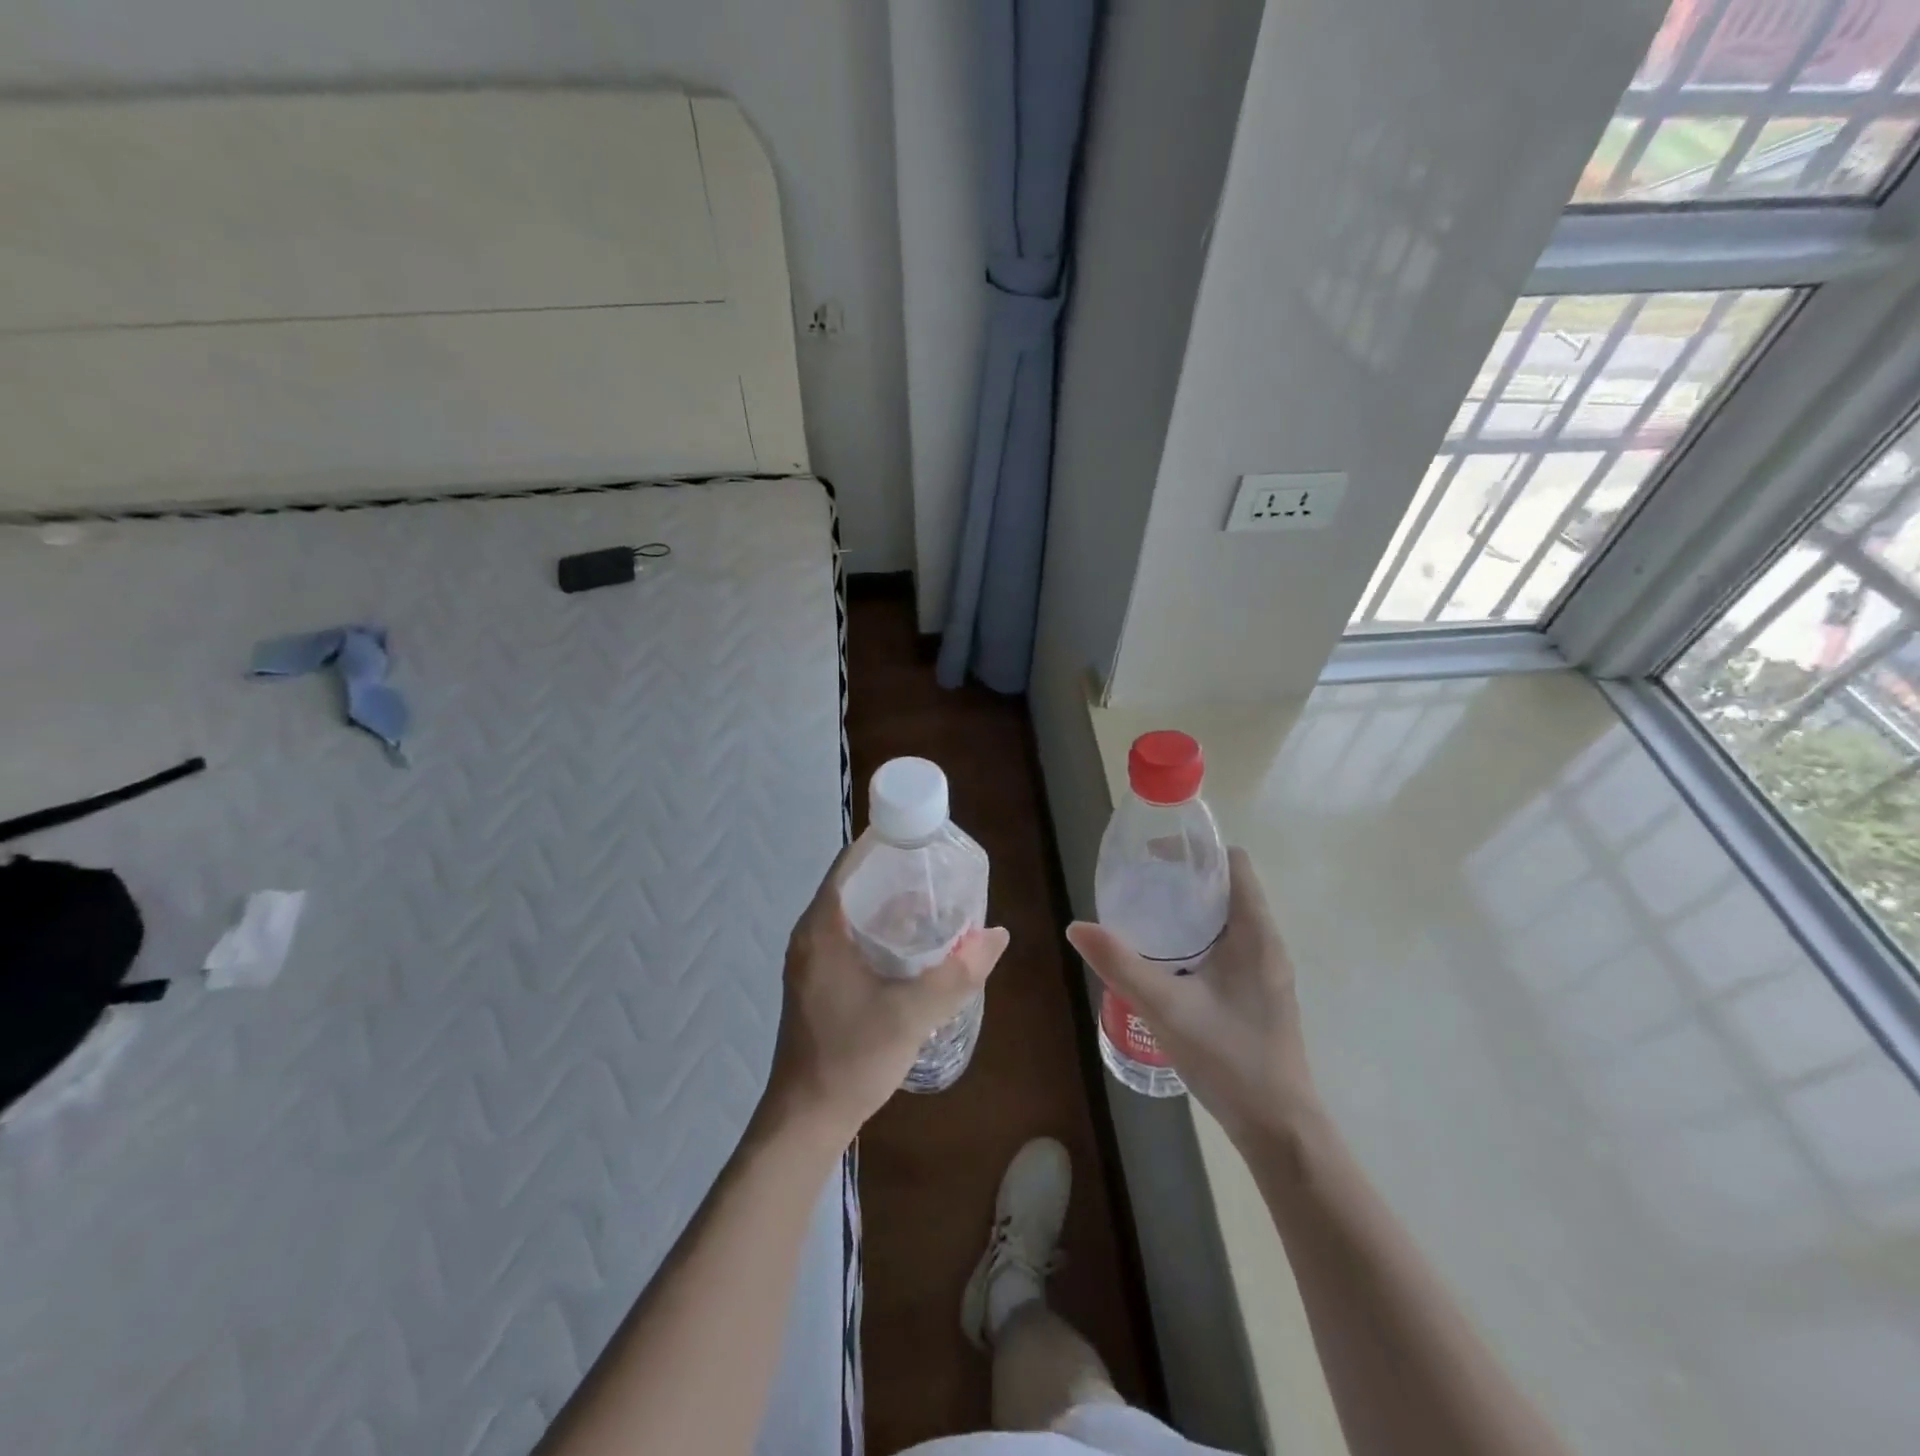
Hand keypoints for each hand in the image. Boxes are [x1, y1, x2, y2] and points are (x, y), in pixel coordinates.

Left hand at [765, 853, 1008, 1142]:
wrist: (806, 1119)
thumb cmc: (851, 1058)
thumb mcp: (912, 1014)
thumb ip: (957, 973)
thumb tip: (997, 935)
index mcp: (821, 928)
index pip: (850, 864)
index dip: (885, 845)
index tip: (924, 840)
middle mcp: (811, 936)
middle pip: (855, 886)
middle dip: (897, 876)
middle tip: (941, 874)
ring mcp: (812, 961)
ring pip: (854, 915)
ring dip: (891, 907)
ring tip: (937, 905)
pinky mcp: (819, 982)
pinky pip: (851, 939)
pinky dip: (882, 932)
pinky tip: (915, 948)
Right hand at [1068, 847, 1316, 1148]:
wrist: (1278, 1128)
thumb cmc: (1228, 1058)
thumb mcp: (1165, 1007)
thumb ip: (1120, 964)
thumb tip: (1077, 927)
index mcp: (1255, 933)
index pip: (1234, 863)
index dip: (1197, 851)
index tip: (1155, 856)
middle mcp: (1266, 942)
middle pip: (1227, 887)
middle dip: (1184, 879)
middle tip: (1139, 885)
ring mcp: (1266, 970)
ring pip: (1227, 919)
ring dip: (1190, 910)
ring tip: (1145, 916)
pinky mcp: (1259, 992)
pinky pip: (1229, 945)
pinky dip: (1198, 937)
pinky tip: (1166, 960)